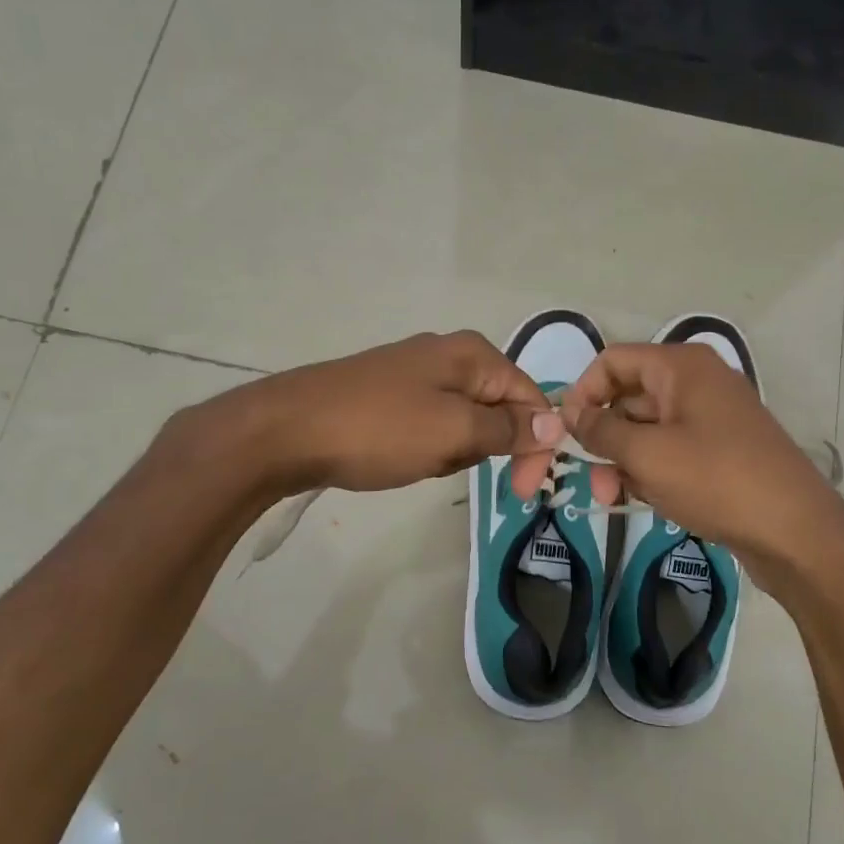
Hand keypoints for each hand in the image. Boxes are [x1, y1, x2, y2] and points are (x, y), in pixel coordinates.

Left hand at [244, 330, 565, 493]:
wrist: (287, 430)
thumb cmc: (380, 428)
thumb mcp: (454, 432)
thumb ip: (509, 428)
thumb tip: (557, 422)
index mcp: (472, 354)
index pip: (529, 397)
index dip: (535, 442)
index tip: (523, 490)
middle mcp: (448, 354)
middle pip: (497, 409)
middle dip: (482, 446)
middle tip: (447, 465)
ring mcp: (414, 373)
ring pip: (462, 423)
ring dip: (451, 451)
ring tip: (417, 459)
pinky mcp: (388, 394)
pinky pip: (429, 425)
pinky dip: (424, 447)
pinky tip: (398, 457)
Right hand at [560, 343, 840, 571]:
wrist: (796, 531)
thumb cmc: (716, 480)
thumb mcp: (647, 454)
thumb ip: (601, 430)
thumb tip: (571, 415)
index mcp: (681, 367)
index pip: (612, 361)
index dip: (583, 392)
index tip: (565, 433)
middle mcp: (697, 382)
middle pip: (629, 397)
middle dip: (604, 437)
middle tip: (593, 482)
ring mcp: (713, 416)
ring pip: (649, 428)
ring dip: (626, 460)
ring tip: (617, 499)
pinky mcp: (723, 449)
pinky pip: (672, 449)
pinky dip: (654, 470)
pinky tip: (652, 500)